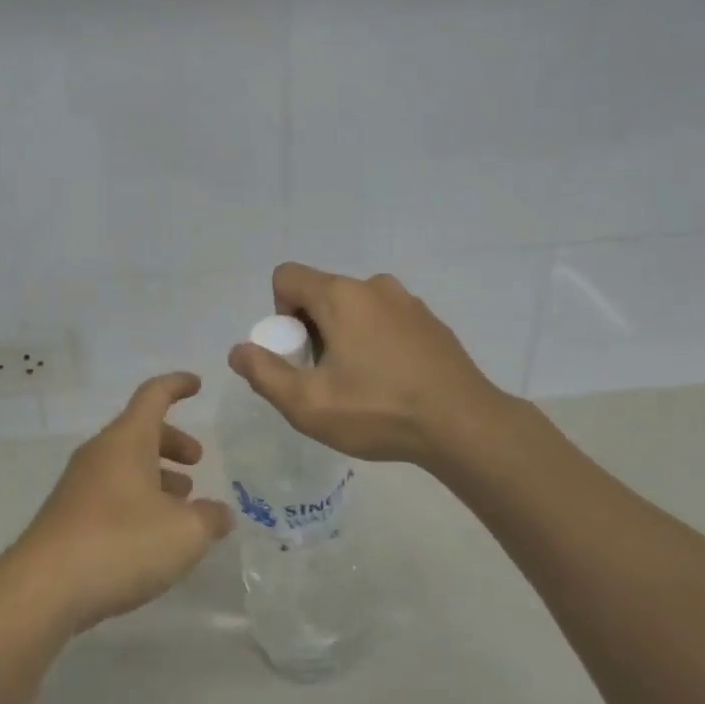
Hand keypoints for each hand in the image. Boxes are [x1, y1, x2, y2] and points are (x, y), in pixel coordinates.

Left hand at [7, 372, 233, 635]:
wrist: (44, 589)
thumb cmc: (121, 544)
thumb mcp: (184, 533)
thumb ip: (210, 519)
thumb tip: (221, 513)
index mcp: (127, 440)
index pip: (153, 395)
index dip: (177, 385)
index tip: (197, 384)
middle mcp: (100, 453)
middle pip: (139, 431)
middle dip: (172, 441)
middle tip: (197, 461)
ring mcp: (79, 485)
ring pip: (124, 464)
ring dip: (155, 474)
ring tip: (182, 504)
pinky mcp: (67, 517)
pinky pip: (110, 492)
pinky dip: (137, 499)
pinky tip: (152, 535)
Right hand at [228, 262, 513, 468]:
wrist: (465, 426)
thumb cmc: (379, 411)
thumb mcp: (308, 404)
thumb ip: (264, 373)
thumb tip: (239, 351)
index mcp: (340, 295)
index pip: (287, 277)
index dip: (279, 314)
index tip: (298, 355)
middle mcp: (373, 285)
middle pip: (321, 294)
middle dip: (311, 330)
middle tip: (326, 379)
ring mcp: (408, 301)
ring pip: (355, 308)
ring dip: (344, 336)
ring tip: (360, 385)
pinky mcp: (431, 321)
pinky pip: (385, 320)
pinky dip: (376, 342)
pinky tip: (392, 383)